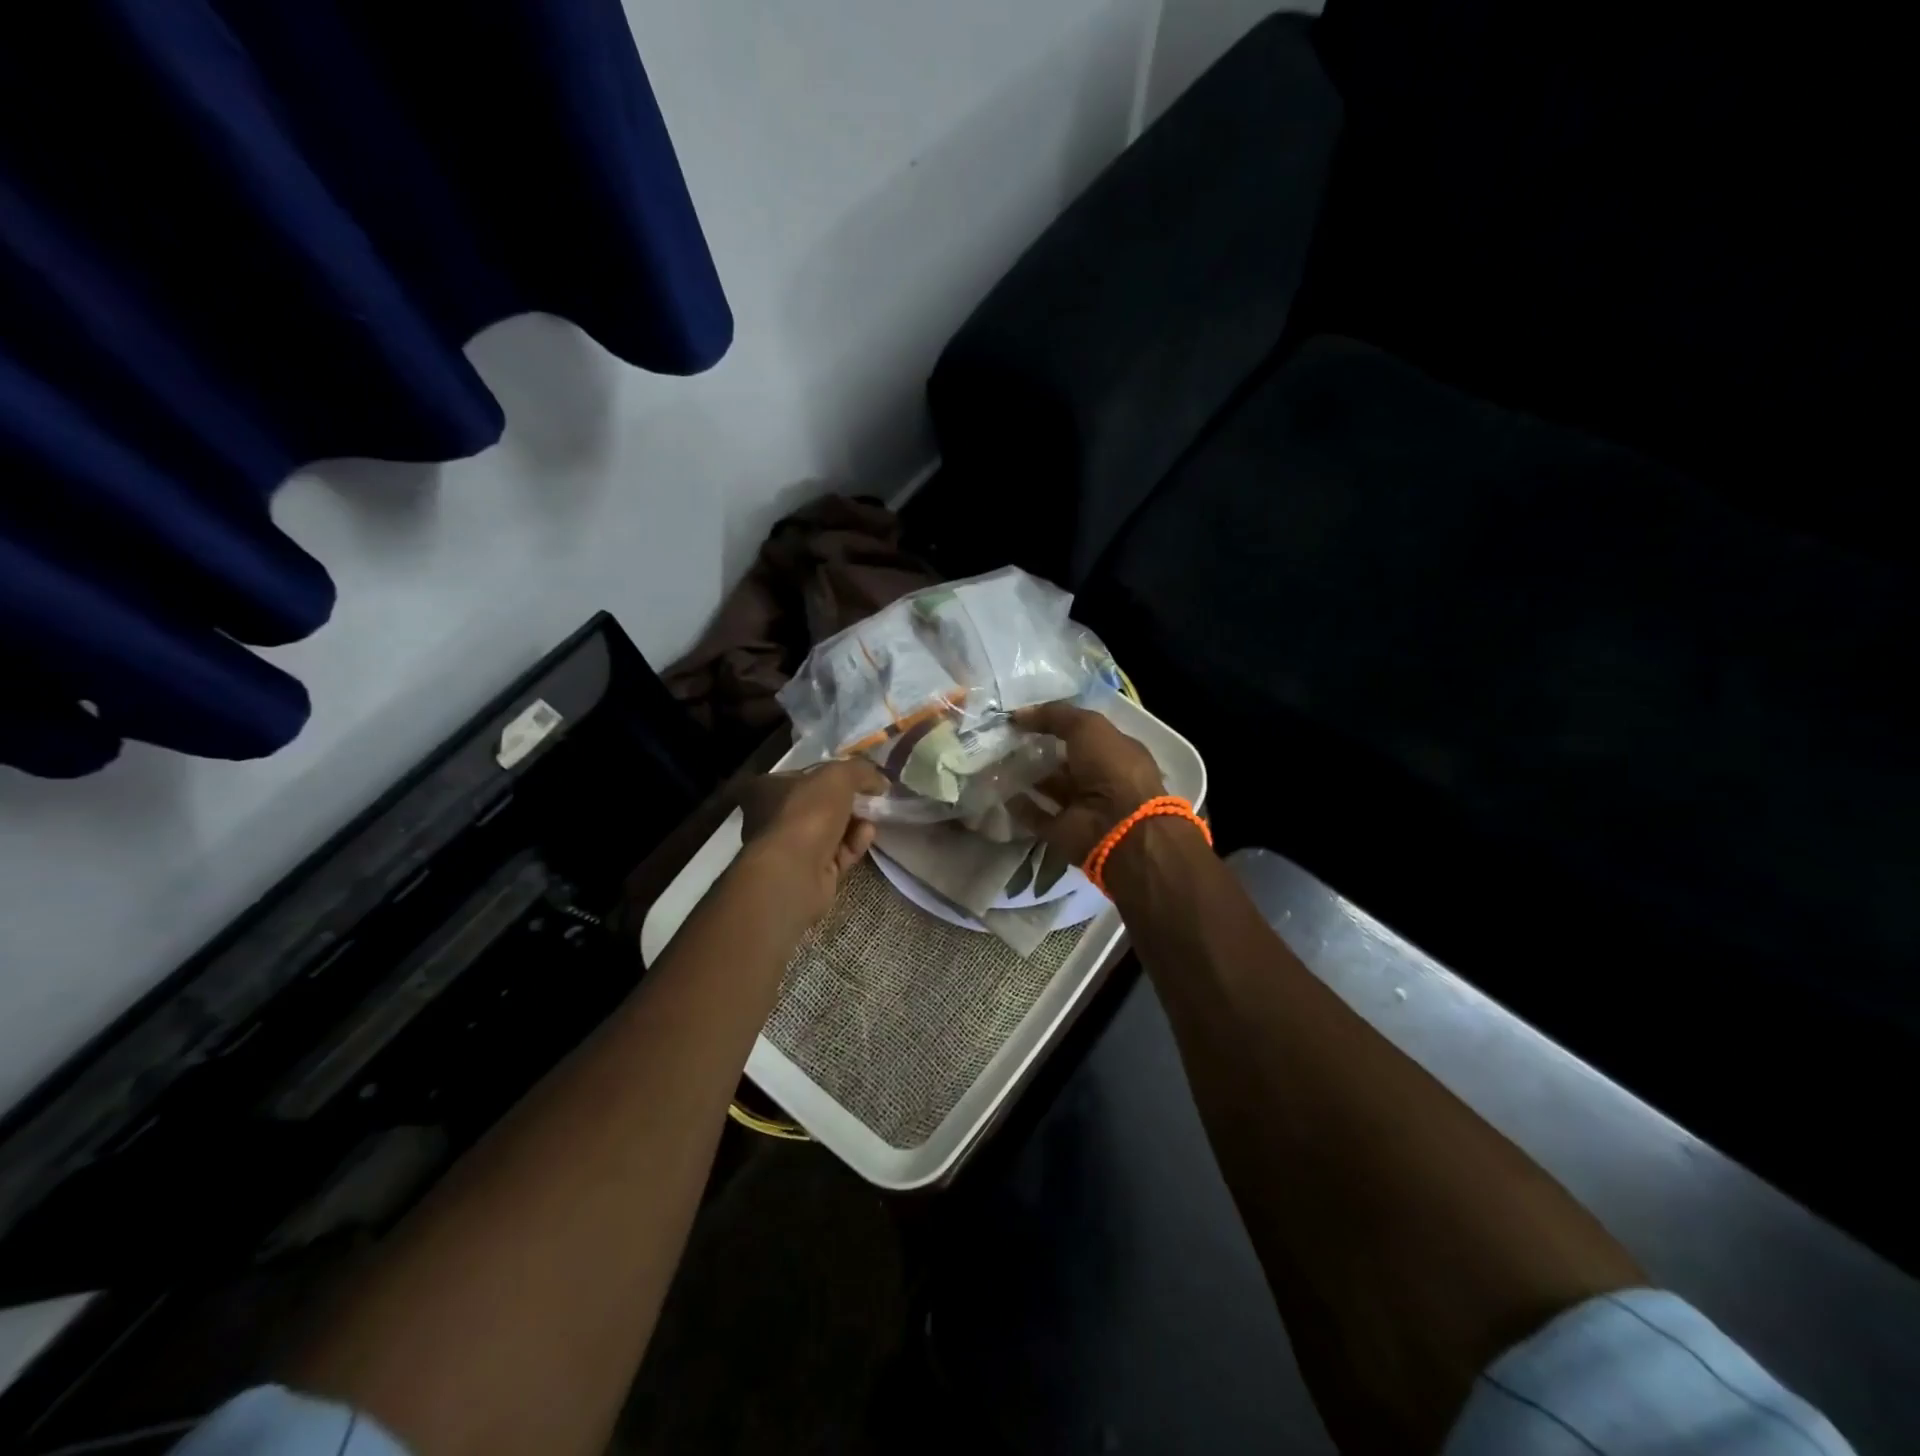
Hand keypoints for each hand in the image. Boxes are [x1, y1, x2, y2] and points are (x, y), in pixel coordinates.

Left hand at [737, 758, 887, 923]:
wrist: (796, 872)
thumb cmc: (807, 814)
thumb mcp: (838, 776)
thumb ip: (860, 771)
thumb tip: (879, 780)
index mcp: (768, 790)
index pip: (801, 776)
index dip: (829, 774)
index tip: (855, 777)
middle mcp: (775, 818)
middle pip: (820, 804)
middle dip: (848, 802)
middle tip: (871, 797)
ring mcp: (793, 848)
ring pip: (832, 830)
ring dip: (856, 824)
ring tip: (871, 820)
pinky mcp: (811, 872)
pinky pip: (839, 853)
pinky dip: (854, 845)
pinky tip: (866, 837)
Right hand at [1011, 702, 1167, 864]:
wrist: (1117, 824)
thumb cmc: (1110, 767)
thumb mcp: (1087, 726)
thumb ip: (1054, 715)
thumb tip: (1018, 715)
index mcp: (1114, 753)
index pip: (1084, 735)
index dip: (1058, 725)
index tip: (1026, 718)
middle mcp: (1100, 779)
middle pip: (1065, 763)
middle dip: (1040, 752)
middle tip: (1007, 740)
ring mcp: (1081, 807)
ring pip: (1050, 789)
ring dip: (1028, 778)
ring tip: (998, 764)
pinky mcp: (1063, 831)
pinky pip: (1037, 816)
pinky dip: (1021, 807)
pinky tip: (1002, 793)